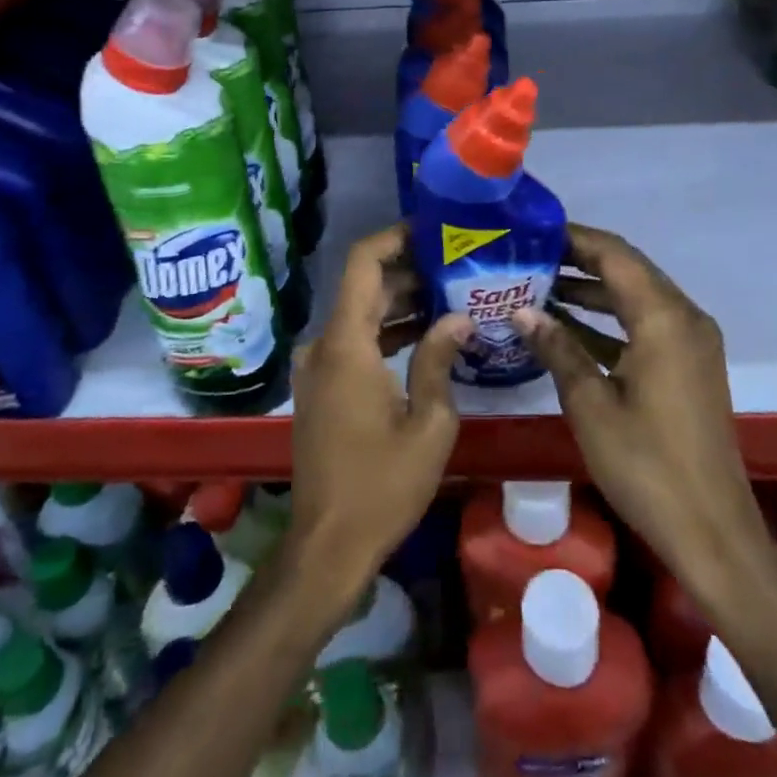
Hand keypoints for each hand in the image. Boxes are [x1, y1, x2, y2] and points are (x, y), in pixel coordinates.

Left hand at [287, 224, 471, 603]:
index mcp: (346, 344)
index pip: (362, 262)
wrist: (327, 546)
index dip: (394, 237)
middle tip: (457, 264)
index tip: (433, 230)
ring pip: (360, 314)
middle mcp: (323, 345)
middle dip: (409, 270)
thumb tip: (458, 316)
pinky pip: (354, 341)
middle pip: (364, 286)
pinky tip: (425, 334)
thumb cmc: (382, 485)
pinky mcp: (321, 387)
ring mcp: (317, 367)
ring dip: (400, 302)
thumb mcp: (428, 422)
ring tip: (451, 293)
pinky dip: (386, 331)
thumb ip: (439, 358)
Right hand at [511, 224, 773, 603]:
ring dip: (592, 290)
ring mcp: (690, 342)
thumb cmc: (647, 465)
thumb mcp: (591, 404)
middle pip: (627, 270)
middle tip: (529, 256)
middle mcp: (684, 318)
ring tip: (538, 286)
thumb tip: (522, 311)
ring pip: (635, 297)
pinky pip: (645, 324)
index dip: (574, 238)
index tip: (533, 230)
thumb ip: (558, 348)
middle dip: (579, 260)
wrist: (712, 532)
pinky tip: (567, 328)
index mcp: (664, 318)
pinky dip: (609, 321)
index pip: (615, 254)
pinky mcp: (688, 366)